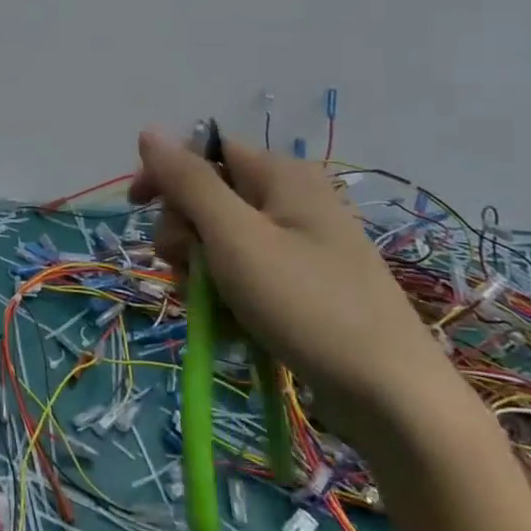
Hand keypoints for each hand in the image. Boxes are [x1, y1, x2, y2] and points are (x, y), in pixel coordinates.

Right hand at [129, 128, 467, 453]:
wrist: (393, 400)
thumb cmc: (307, 305)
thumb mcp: (235, 237)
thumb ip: (188, 182)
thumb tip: (148, 131)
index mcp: (281, 175)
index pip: (203, 151)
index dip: (165, 175)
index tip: (136, 208)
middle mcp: (291, 201)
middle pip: (207, 199)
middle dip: (185, 235)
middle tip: (190, 269)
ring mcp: (299, 246)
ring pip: (219, 242)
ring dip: (201, 273)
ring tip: (213, 308)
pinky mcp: (302, 285)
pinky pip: (243, 275)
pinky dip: (227, 297)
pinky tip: (231, 327)